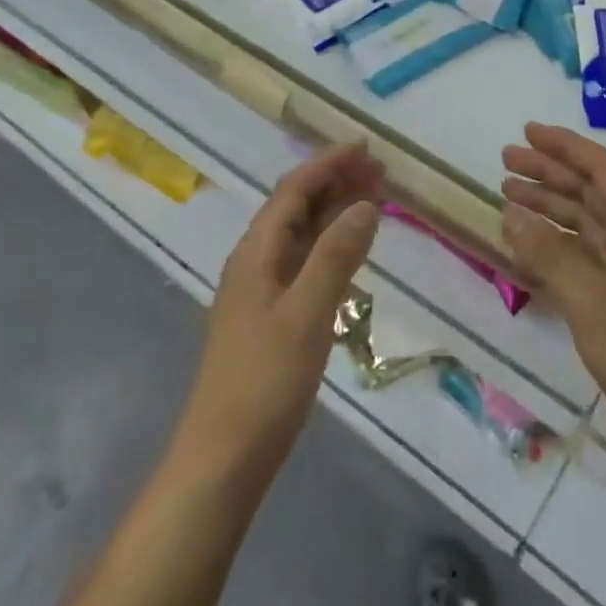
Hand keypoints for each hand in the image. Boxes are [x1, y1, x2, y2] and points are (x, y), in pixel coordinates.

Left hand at [177, 144, 382, 481]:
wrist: (225, 457)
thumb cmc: (264, 382)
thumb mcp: (307, 314)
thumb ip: (336, 256)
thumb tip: (365, 204)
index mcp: (256, 252)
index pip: (294, 190)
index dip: (328, 164)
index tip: (366, 148)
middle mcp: (257, 261)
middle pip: (297, 206)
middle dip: (336, 182)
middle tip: (380, 171)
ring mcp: (264, 289)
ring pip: (303, 233)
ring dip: (336, 210)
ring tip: (376, 197)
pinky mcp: (274, 314)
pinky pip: (307, 260)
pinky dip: (332, 243)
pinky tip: (353, 247)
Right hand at [501, 123, 605, 444]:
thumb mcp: (590, 298)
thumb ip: (548, 252)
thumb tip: (511, 212)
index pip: (602, 169)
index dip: (564, 147)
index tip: (526, 132)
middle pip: (590, 193)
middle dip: (549, 174)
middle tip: (504, 163)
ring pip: (584, 226)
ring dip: (549, 208)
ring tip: (507, 196)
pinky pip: (583, 259)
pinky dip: (554, 248)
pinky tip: (526, 247)